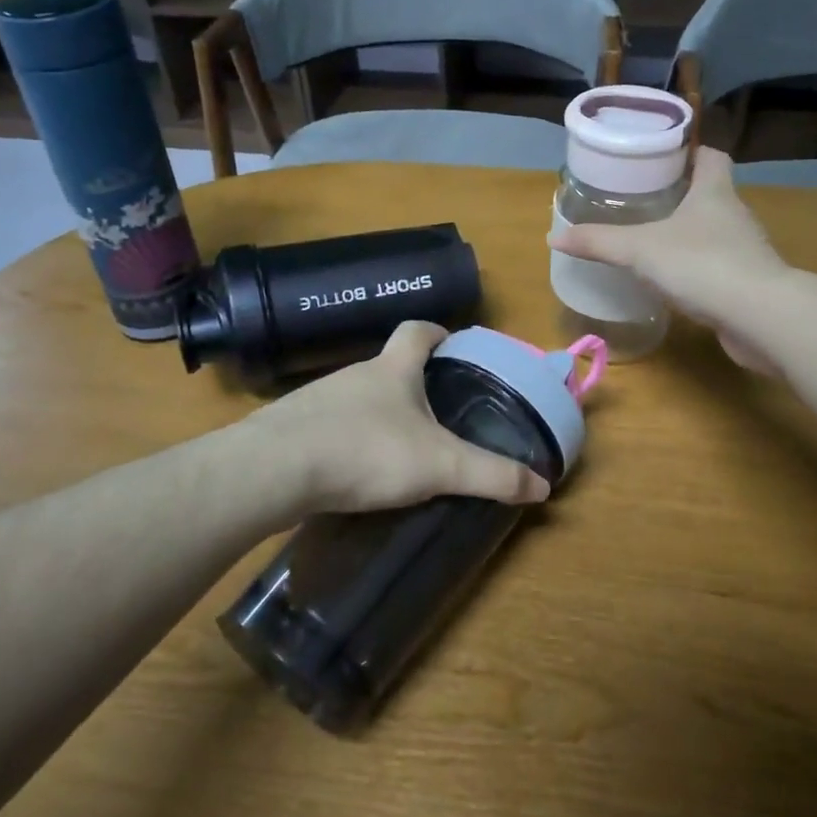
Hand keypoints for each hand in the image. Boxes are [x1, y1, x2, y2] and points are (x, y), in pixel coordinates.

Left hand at [247, 322, 550, 514]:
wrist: (274, 471)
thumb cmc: (366, 452)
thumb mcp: (440, 466)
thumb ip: (491, 475)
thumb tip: (543, 486)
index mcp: (392, 370)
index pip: (416, 331)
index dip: (437, 332)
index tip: (451, 342)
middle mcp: (354, 374)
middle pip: (387, 366)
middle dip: (411, 383)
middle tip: (434, 411)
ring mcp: (317, 399)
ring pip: (356, 398)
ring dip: (377, 414)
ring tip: (395, 447)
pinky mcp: (290, 428)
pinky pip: (327, 426)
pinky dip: (344, 439)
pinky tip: (351, 470)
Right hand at [549, 147, 790, 371]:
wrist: (760, 317)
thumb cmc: (701, 265)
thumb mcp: (640, 249)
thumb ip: (599, 242)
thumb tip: (554, 237)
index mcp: (715, 191)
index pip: (711, 156)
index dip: (688, 152)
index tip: (660, 158)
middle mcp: (735, 214)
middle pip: (709, 192)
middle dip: (679, 194)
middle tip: (641, 200)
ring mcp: (744, 250)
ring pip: (712, 231)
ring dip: (687, 233)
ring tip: (650, 239)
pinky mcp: (746, 282)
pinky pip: (716, 265)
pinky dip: (696, 268)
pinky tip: (672, 280)